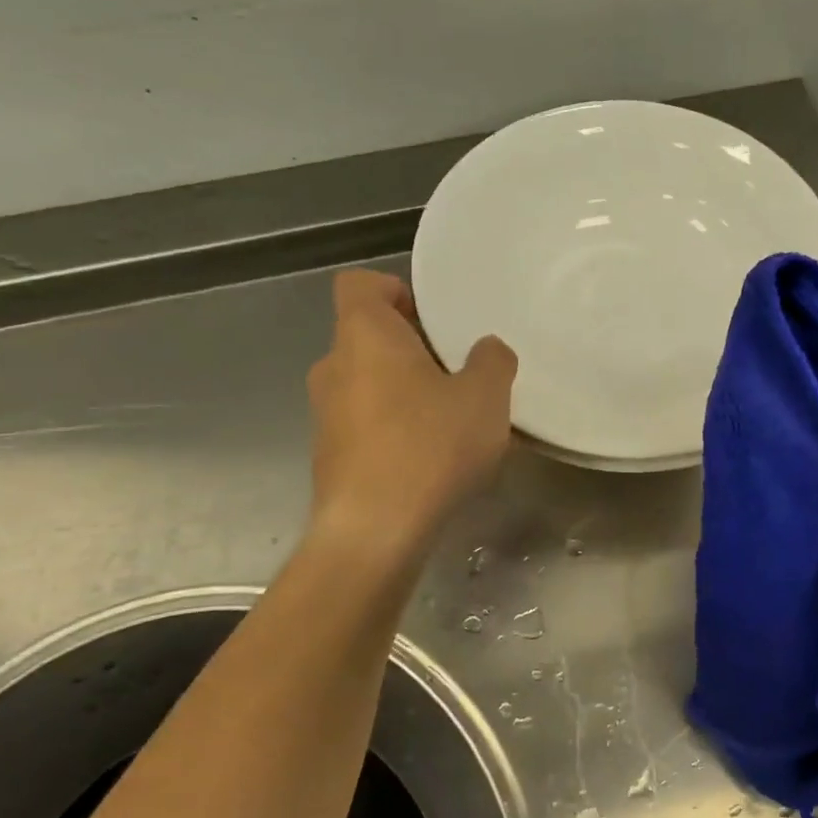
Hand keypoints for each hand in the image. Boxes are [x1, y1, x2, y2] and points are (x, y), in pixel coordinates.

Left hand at [306, 270, 516, 555]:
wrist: (374, 532)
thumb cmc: (429, 446)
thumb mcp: (484, 397)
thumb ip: (492, 361)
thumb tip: (486, 350)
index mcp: (363, 335)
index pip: (359, 284)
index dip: (394, 290)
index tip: (432, 319)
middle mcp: (333, 367)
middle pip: (369, 337)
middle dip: (413, 348)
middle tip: (458, 372)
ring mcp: (325, 414)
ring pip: (369, 383)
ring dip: (406, 391)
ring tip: (452, 420)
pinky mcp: (329, 457)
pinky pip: (366, 424)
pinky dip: (394, 429)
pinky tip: (431, 460)